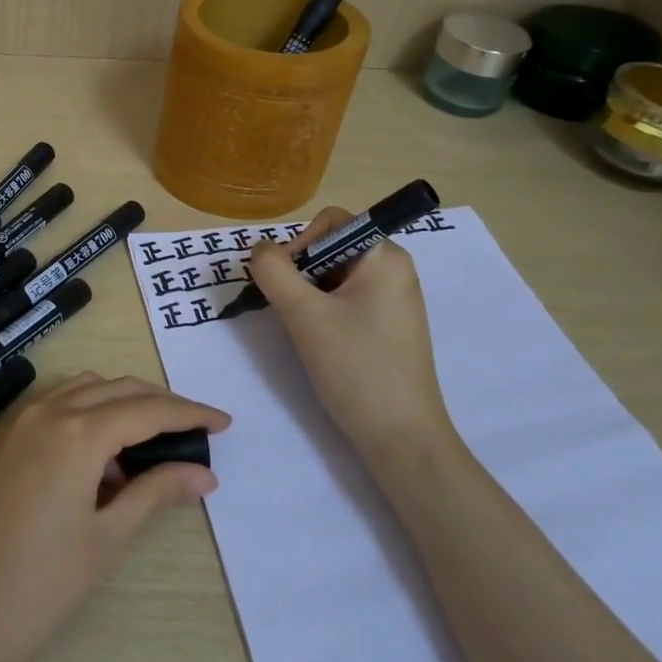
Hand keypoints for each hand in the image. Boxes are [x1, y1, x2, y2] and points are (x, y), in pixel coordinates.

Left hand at [0, 373, 229, 661]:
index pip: (147, 409)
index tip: (224, 421)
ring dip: (122, 403)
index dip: (189, 413)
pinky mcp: (3, 438)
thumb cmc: (38, 586)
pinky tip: (101, 457)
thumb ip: (155, 492)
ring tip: (150, 444)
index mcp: (78, 432)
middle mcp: (48, 411)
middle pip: (118, 389)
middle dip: (160, 404)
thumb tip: (204, 473)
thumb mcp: (106, 538)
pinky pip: (57, 405)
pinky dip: (88, 413)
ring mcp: (20, 421)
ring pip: (85, 390)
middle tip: (194, 432)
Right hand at [247, 207, 454, 460]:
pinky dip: (324, 311)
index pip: (330, 222)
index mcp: (385, 256)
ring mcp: (394, 298)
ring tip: (306, 330)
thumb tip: (260, 250)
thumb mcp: (304, 314)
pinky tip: (321, 341)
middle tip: (291, 310)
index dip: (299, 244)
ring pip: (334, 275)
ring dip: (309, 294)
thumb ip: (273, 271)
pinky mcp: (388, 325)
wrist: (402, 439)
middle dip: (302, 272)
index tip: (285, 283)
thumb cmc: (356, 368)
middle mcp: (394, 269)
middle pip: (331, 247)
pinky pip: (347, 299)